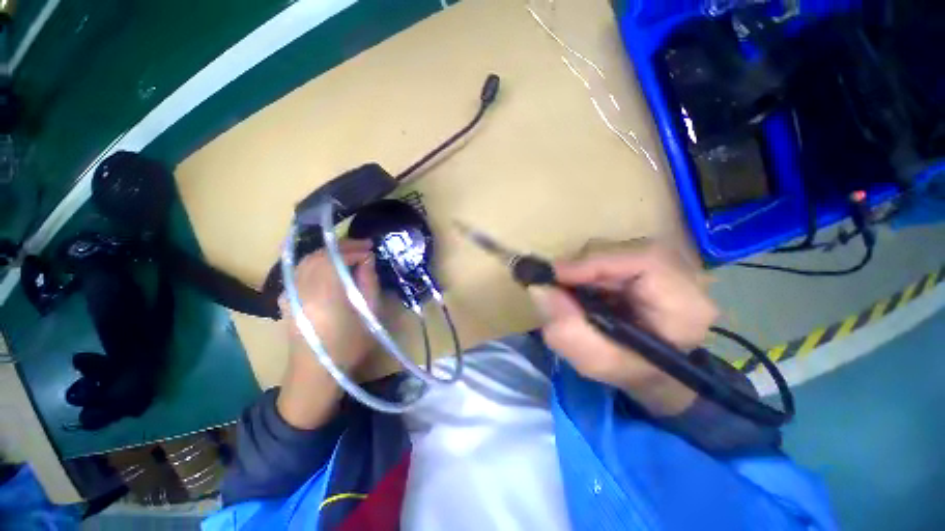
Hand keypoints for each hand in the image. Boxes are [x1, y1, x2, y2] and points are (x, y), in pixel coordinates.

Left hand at [277, 240, 380, 428]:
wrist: (317, 373)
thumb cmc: (350, 346)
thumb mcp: (370, 314)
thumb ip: (369, 283)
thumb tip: (367, 259)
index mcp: (325, 293)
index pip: (335, 257)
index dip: (354, 249)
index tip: (370, 248)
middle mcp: (302, 289)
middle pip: (318, 255)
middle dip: (341, 247)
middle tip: (361, 247)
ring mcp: (290, 294)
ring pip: (306, 261)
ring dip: (327, 253)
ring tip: (347, 254)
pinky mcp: (286, 300)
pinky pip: (299, 272)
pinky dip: (314, 263)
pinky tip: (327, 268)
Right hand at [529, 245, 717, 415]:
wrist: (652, 369)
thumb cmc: (630, 371)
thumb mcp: (596, 361)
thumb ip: (567, 331)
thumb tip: (539, 289)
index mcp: (685, 306)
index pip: (645, 261)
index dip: (595, 262)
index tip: (555, 275)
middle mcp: (685, 276)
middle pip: (625, 250)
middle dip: (582, 266)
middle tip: (554, 284)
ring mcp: (668, 265)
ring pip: (615, 249)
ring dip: (583, 268)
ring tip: (569, 291)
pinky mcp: (649, 263)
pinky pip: (611, 254)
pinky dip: (587, 268)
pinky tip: (582, 287)